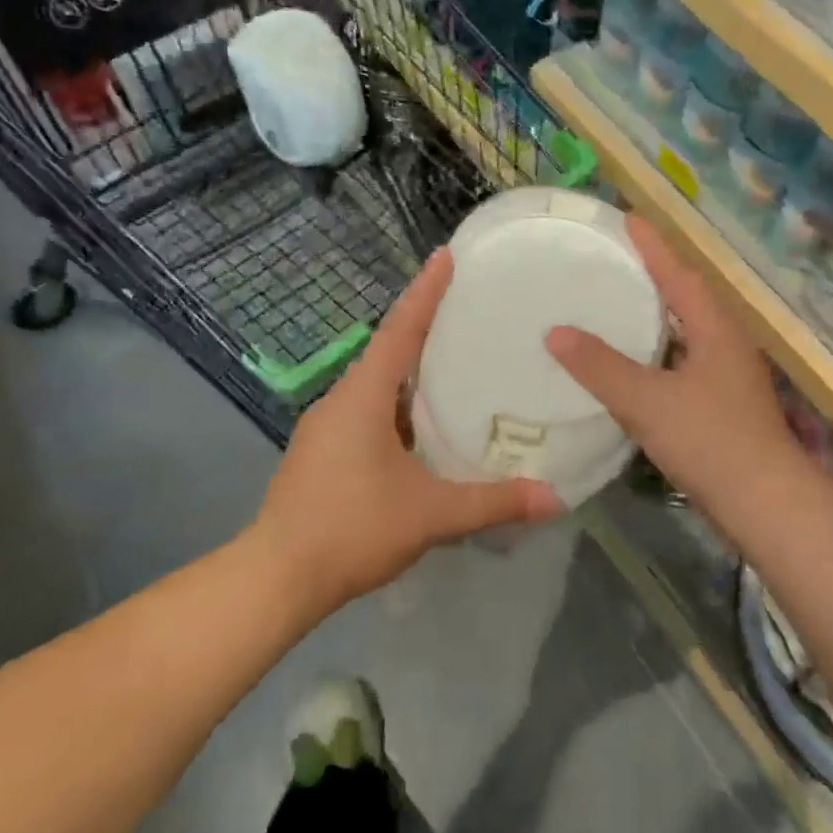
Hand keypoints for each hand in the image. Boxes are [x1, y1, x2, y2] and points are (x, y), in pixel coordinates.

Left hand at [251, 248, 563, 615]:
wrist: (277, 577)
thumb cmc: (352, 529)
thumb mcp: (431, 515)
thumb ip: (493, 502)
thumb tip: (555, 498)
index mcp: (364, 397)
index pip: (400, 331)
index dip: (425, 292)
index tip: (445, 256)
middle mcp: (341, 399)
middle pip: (387, 349)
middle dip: (422, 324)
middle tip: (466, 308)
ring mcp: (326, 425)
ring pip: (375, 382)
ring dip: (410, 367)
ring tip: (453, 360)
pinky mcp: (321, 450)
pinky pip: (366, 408)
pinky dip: (397, 401)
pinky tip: (422, 423)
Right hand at [545, 215, 807, 526]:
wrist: (765, 506)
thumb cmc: (710, 442)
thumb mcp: (647, 401)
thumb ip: (601, 367)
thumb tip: (556, 332)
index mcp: (715, 329)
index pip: (679, 273)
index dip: (652, 245)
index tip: (625, 217)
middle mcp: (725, 343)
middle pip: (685, 296)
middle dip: (651, 273)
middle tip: (611, 256)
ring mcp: (726, 375)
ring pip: (684, 330)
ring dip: (653, 313)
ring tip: (614, 301)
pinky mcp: (720, 403)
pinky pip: (681, 360)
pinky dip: (654, 351)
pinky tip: (629, 362)